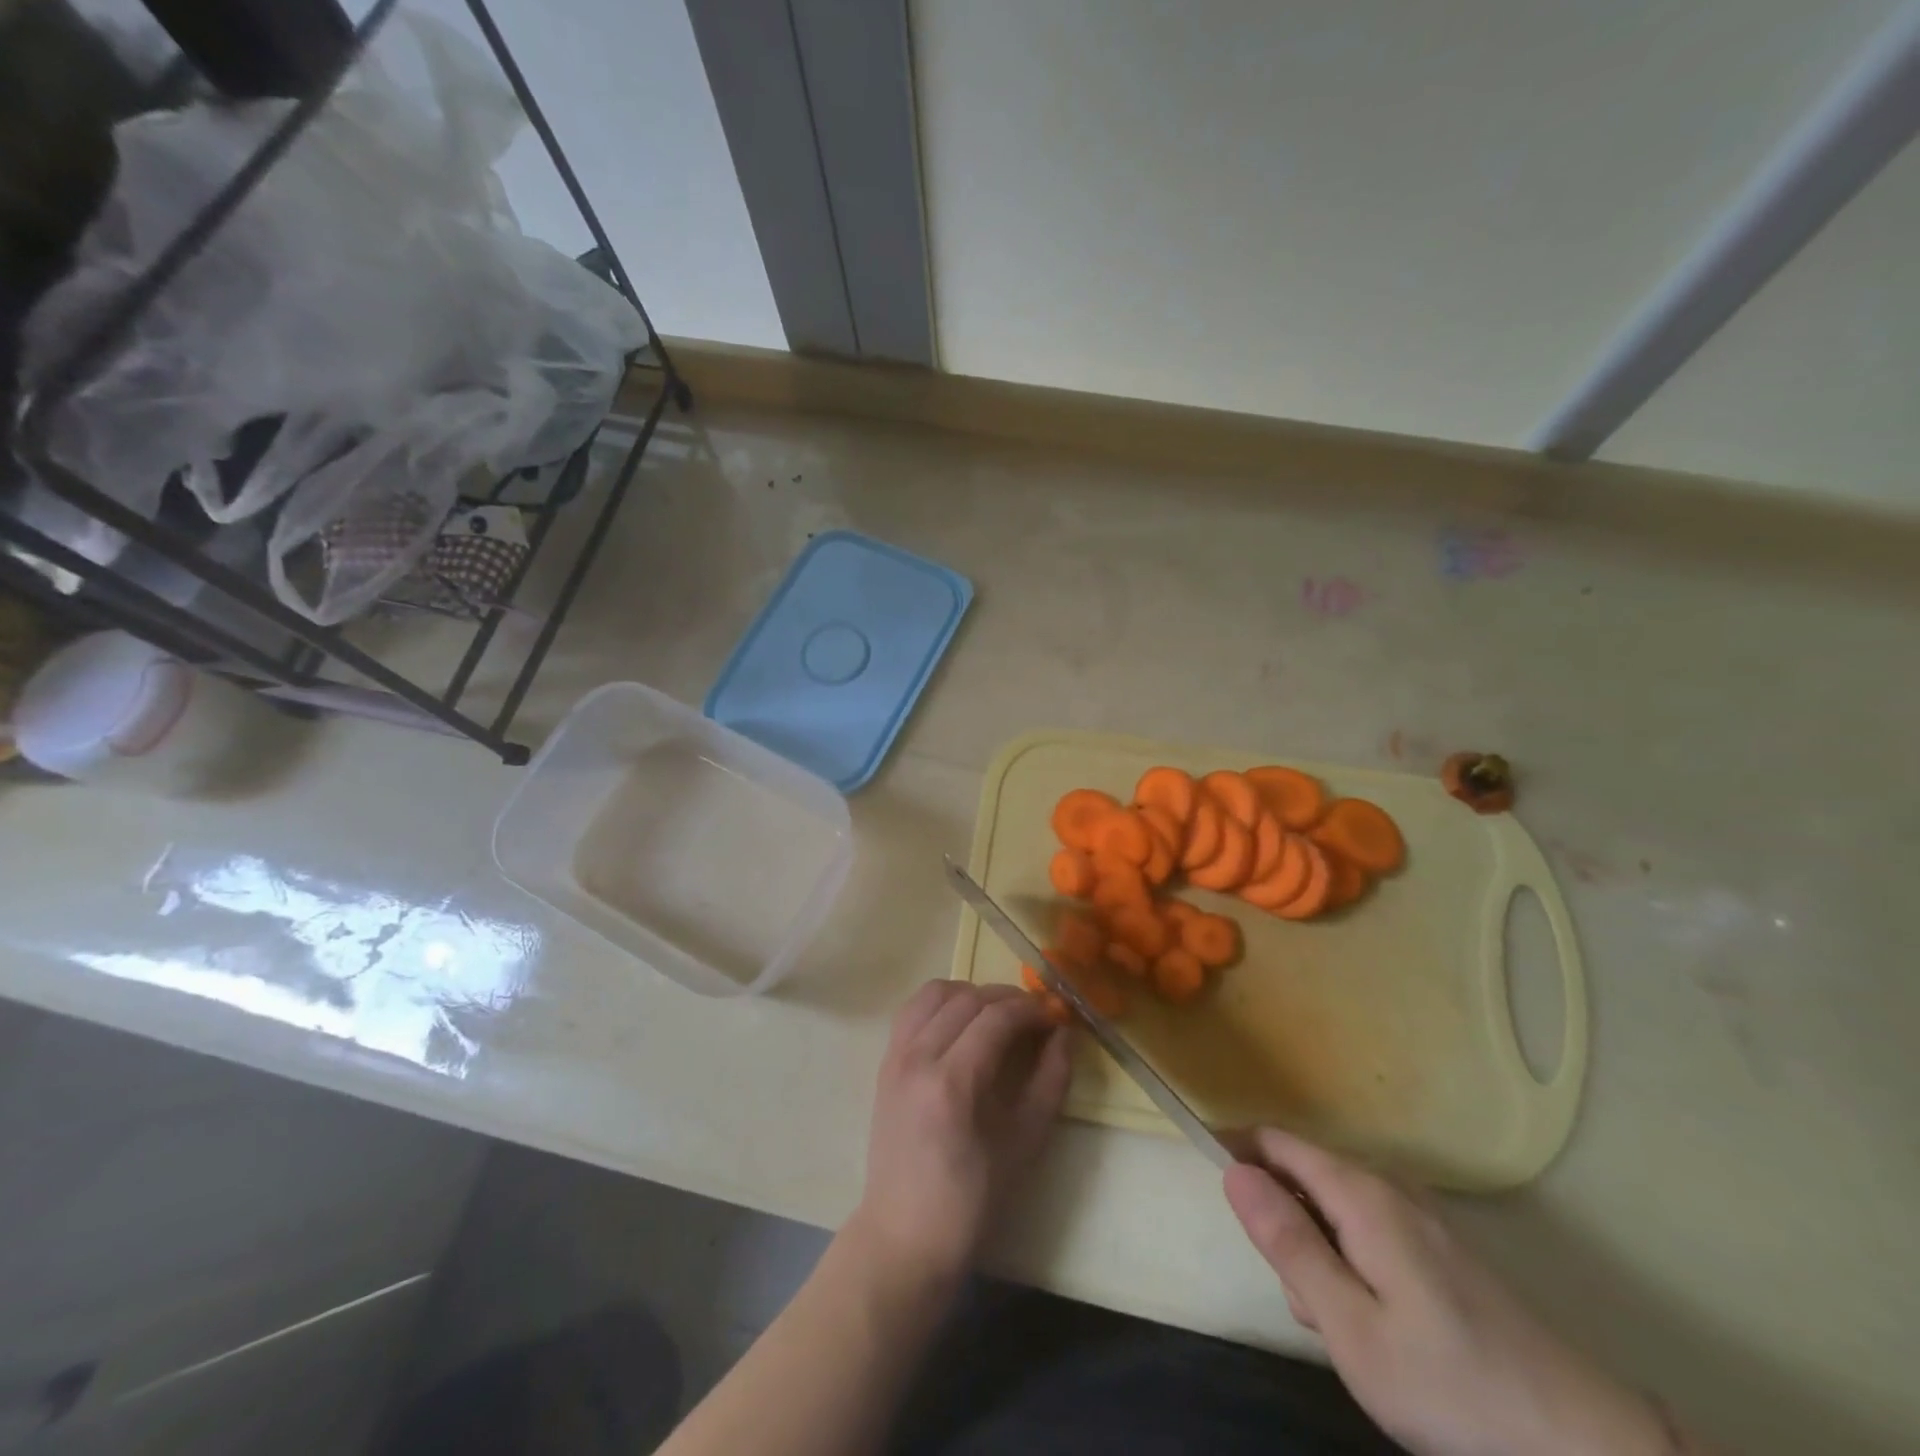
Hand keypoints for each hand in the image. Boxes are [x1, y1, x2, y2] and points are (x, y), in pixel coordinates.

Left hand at [850, 981, 1072, 1288]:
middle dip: (1008, 998)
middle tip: (1036, 1016)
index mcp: (953, 1082)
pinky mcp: (885, 1061)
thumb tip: (1064, 1035)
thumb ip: (1050, 1082)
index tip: (1056, 1017)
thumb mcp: (1025, 1145)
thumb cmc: (971, 1201)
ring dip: (972, 993)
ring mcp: (896, 1056)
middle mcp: (918, 1056)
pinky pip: (913, 1009)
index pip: (997, 1017)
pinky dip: (941, 1002)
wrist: (904, 1235)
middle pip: (968, 998)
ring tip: (998, 1015)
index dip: (1031, 1009)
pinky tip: (962, 1023)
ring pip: (936, 993)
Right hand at [1225, 1129, 1674, 1455]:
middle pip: (1304, 1177)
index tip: (1216, 1190)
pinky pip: (1370, 1234)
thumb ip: (1288, 1244)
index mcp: (1362, 1195)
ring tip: (1351, 1330)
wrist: (1586, 1447)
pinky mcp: (1442, 1251)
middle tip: (1307, 1306)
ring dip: (1320, 1256)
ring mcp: (1421, 1218)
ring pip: (1335, 1212)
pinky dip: (1354, 1268)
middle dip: (1285, 1226)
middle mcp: (1390, 1189)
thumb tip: (1232, 1173)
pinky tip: (1384, 1329)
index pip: (1277, 1142)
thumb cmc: (1452, 1384)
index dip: (1238, 1152)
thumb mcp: (1350, 1326)